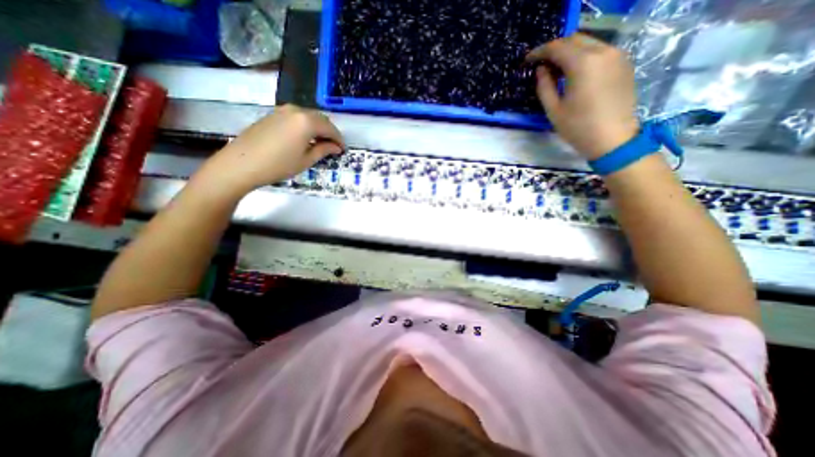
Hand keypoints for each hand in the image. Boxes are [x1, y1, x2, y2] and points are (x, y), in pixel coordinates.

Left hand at [195, 105, 344, 197]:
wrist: (241, 164)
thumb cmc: (279, 165)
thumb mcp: (306, 160)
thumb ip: (324, 150)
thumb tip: (336, 147)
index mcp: (307, 121)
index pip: (330, 128)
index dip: (339, 139)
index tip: (343, 149)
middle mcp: (296, 110)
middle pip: (320, 119)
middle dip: (329, 132)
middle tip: (334, 147)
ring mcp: (282, 110)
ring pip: (308, 116)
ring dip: (318, 128)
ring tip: (321, 143)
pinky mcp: (272, 114)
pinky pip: (296, 117)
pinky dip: (305, 126)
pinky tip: (305, 138)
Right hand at [530, 33, 642, 159]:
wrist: (613, 139)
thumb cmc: (578, 128)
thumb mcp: (554, 110)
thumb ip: (544, 86)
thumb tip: (541, 70)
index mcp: (583, 64)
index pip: (558, 47)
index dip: (539, 52)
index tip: (528, 61)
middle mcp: (603, 52)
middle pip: (575, 39)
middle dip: (555, 49)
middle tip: (541, 64)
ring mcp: (617, 55)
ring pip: (589, 43)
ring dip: (570, 52)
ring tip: (556, 70)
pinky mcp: (624, 63)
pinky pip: (600, 51)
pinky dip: (584, 56)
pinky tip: (575, 73)